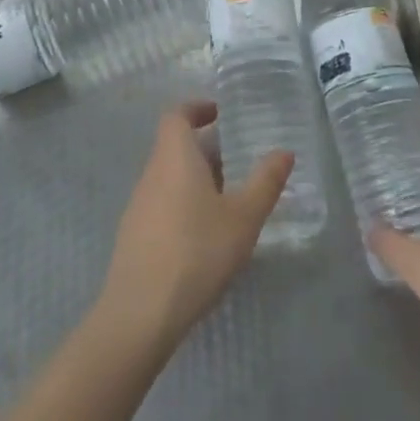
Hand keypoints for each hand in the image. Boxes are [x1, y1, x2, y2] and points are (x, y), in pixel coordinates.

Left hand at [96, 100, 292, 357]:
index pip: (177, 115)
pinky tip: (206, 233)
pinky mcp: (134, 235)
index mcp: (175, 157)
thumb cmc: (197, 251)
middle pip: (174, 146)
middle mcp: (152, 174)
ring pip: (169, 177)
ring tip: (230, 198)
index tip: (220, 112)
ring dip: (196, 177)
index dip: (196, 108)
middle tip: (239, 160)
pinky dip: (185, 203)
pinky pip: (163, 203)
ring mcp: (138, 206)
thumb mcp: (243, 217)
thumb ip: (265, 181)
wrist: (141, 312)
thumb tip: (284, 151)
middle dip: (206, 148)